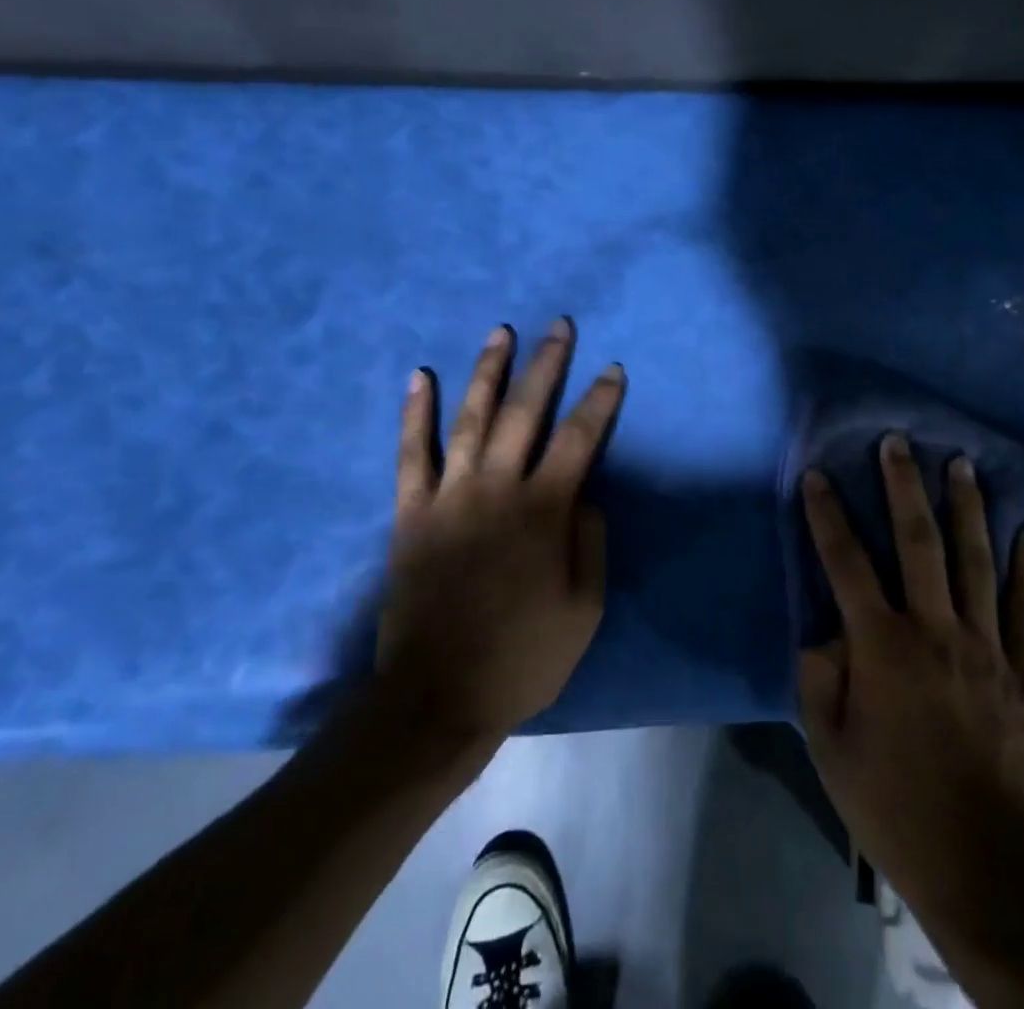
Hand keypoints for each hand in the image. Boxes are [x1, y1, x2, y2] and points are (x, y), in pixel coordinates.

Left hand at [376, 320, 624, 743]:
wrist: (437, 698)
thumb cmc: (522, 656)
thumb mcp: (585, 609)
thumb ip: (590, 542)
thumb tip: (586, 493)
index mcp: (543, 510)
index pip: (579, 438)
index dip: (600, 401)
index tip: (613, 369)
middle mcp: (497, 488)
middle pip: (525, 411)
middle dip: (547, 364)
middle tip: (558, 326)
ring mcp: (449, 496)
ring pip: (470, 417)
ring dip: (487, 371)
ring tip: (501, 332)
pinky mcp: (410, 513)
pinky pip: (411, 454)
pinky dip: (415, 414)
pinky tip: (420, 378)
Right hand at [797, 435, 1023, 922]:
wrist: (985, 865)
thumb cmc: (893, 804)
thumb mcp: (829, 746)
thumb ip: (819, 676)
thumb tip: (826, 631)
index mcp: (882, 646)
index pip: (846, 564)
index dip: (828, 516)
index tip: (817, 476)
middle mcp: (935, 630)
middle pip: (917, 542)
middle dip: (903, 486)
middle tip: (898, 442)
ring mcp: (987, 647)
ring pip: (975, 561)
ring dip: (966, 507)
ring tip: (961, 463)